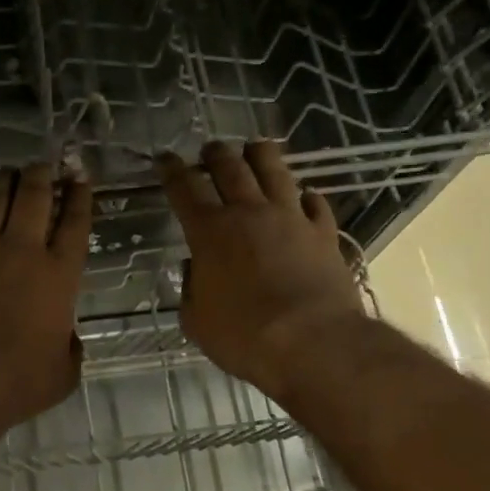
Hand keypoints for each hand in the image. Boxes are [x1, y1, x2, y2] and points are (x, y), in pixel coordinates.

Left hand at [0, 163, 92, 428]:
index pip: (75, 224)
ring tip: (7, 171)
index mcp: (59, 275)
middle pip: (34, 199)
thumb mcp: (64, 371)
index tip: (80, 175)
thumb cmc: (21, 380)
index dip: (80, 196)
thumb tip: (64, 336)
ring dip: (1, 182)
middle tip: (44, 164)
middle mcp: (22, 252)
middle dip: (42, 176)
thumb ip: (69, 347)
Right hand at [159, 140, 363, 400]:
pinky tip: (304, 195)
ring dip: (260, 155)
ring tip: (254, 148)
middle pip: (229, 168)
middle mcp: (248, 213)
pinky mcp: (323, 233)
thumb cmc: (243, 336)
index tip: (165, 158)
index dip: (172, 170)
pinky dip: (306, 196)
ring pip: (274, 171)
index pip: (184, 189)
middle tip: (209, 149)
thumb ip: (191, 290)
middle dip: (215, 154)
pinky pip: (315, 203)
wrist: (312, 342)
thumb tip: (196, 270)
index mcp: (209, 233)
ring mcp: (290, 218)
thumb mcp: (197, 321)